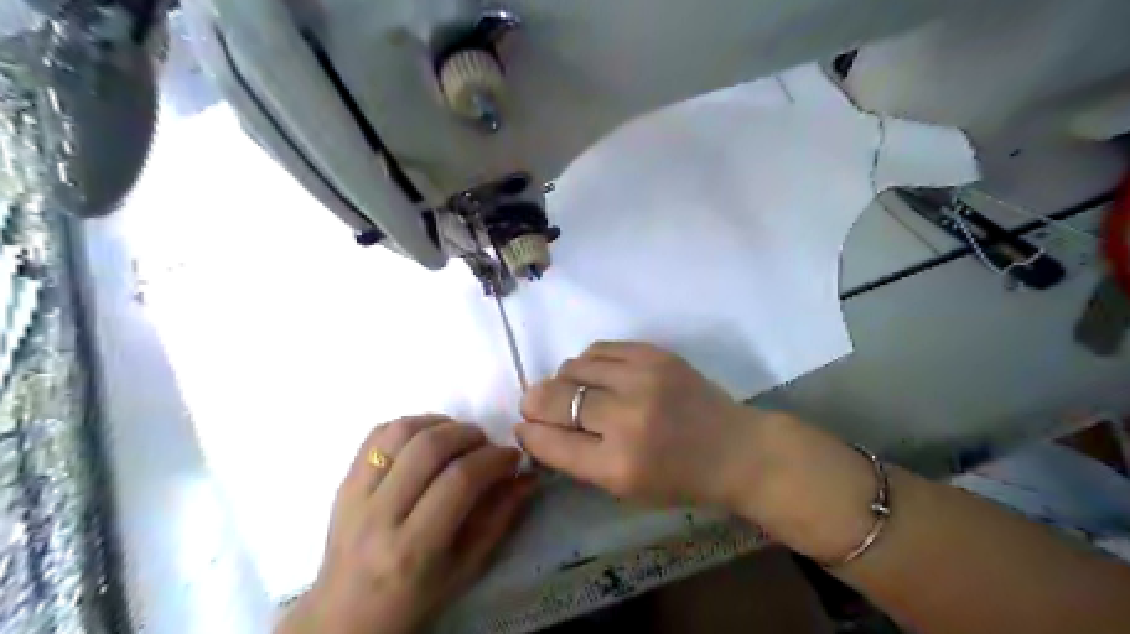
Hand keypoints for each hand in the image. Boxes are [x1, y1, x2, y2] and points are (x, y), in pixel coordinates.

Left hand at [277, 412, 535, 633]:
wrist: (345, 617)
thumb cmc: (415, 600)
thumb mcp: (465, 570)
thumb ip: (498, 518)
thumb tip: (527, 476)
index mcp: (412, 549)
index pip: (459, 481)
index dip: (493, 459)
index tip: (512, 457)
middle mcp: (378, 517)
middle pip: (429, 448)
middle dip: (469, 435)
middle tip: (487, 444)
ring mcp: (353, 496)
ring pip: (400, 432)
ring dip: (439, 423)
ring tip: (458, 437)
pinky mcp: (342, 483)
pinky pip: (376, 435)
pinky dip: (409, 426)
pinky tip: (427, 438)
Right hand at [515, 345, 885, 562]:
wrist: (735, 448)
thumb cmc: (678, 479)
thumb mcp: (624, 489)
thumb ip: (576, 459)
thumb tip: (535, 428)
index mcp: (617, 465)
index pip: (550, 440)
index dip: (528, 432)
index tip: (524, 427)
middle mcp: (626, 418)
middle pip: (554, 398)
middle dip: (534, 403)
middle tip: (537, 405)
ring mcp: (642, 379)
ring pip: (572, 366)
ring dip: (562, 380)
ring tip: (574, 391)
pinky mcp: (655, 353)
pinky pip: (598, 348)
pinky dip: (587, 363)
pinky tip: (597, 375)